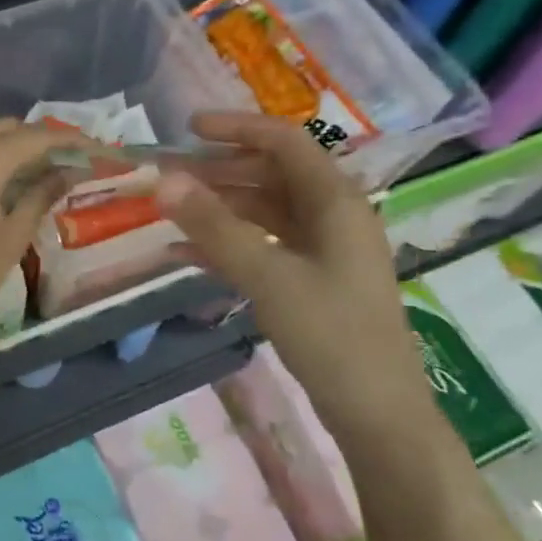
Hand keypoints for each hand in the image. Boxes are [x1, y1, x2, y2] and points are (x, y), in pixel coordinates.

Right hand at [154, 111, 432, 436]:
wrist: (376, 412)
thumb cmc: (330, 334)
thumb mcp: (268, 276)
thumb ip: (214, 226)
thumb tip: (164, 180)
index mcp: (335, 202)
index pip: (284, 142)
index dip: (236, 128)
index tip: (186, 129)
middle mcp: (332, 217)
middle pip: (271, 175)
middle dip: (218, 170)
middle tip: (167, 175)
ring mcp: (322, 251)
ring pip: (264, 212)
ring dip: (218, 208)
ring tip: (169, 210)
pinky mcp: (310, 281)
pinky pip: (263, 247)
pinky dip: (226, 244)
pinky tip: (183, 253)